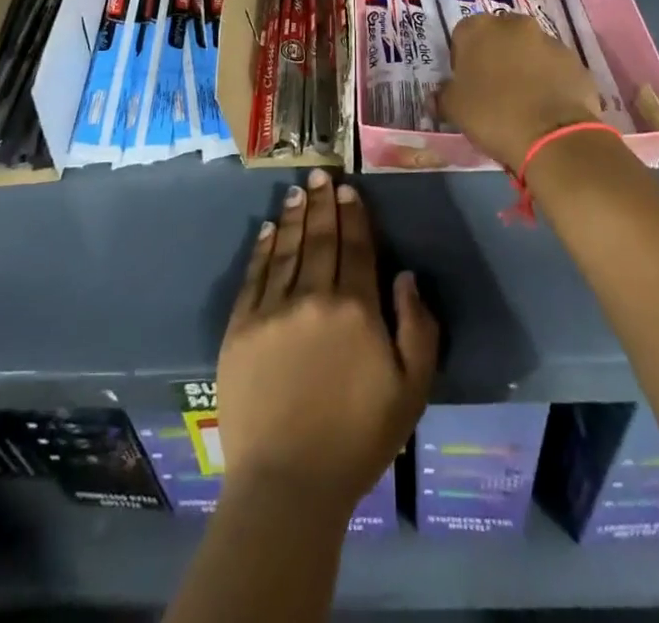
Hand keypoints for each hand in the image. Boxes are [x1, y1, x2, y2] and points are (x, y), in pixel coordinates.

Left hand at [217, 169, 438, 516]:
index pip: (357, 247)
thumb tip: (405, 276)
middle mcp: (314, 296)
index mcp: (356, 309)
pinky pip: (254, 276)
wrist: (288, 483)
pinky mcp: (241, 327)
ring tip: (297, 190)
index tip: (350, 189)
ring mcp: (273, 309)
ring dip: (293, 216)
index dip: (355, 215)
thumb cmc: (358, 439)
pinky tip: (267, 229)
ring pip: (286, 249)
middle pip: (321, 238)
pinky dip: (262, 249)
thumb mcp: (411, 391)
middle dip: (323, 204)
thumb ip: (417, 328)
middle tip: (321, 175)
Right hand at [438, 13, 603, 169]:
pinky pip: (554, 67)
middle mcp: (514, 24)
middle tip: (494, 89)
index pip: (463, 35)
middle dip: (496, 56)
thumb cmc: (493, 116)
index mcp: (479, 28)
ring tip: (524, 101)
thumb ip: (444, 95)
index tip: (466, 83)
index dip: (462, 59)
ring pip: (529, 49)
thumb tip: (440, 95)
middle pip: (499, 36)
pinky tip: (546, 107)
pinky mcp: (574, 60)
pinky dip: (549, 80)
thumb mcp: (454, 109)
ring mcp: (549, 40)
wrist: (553, 137)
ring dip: (524, 66)